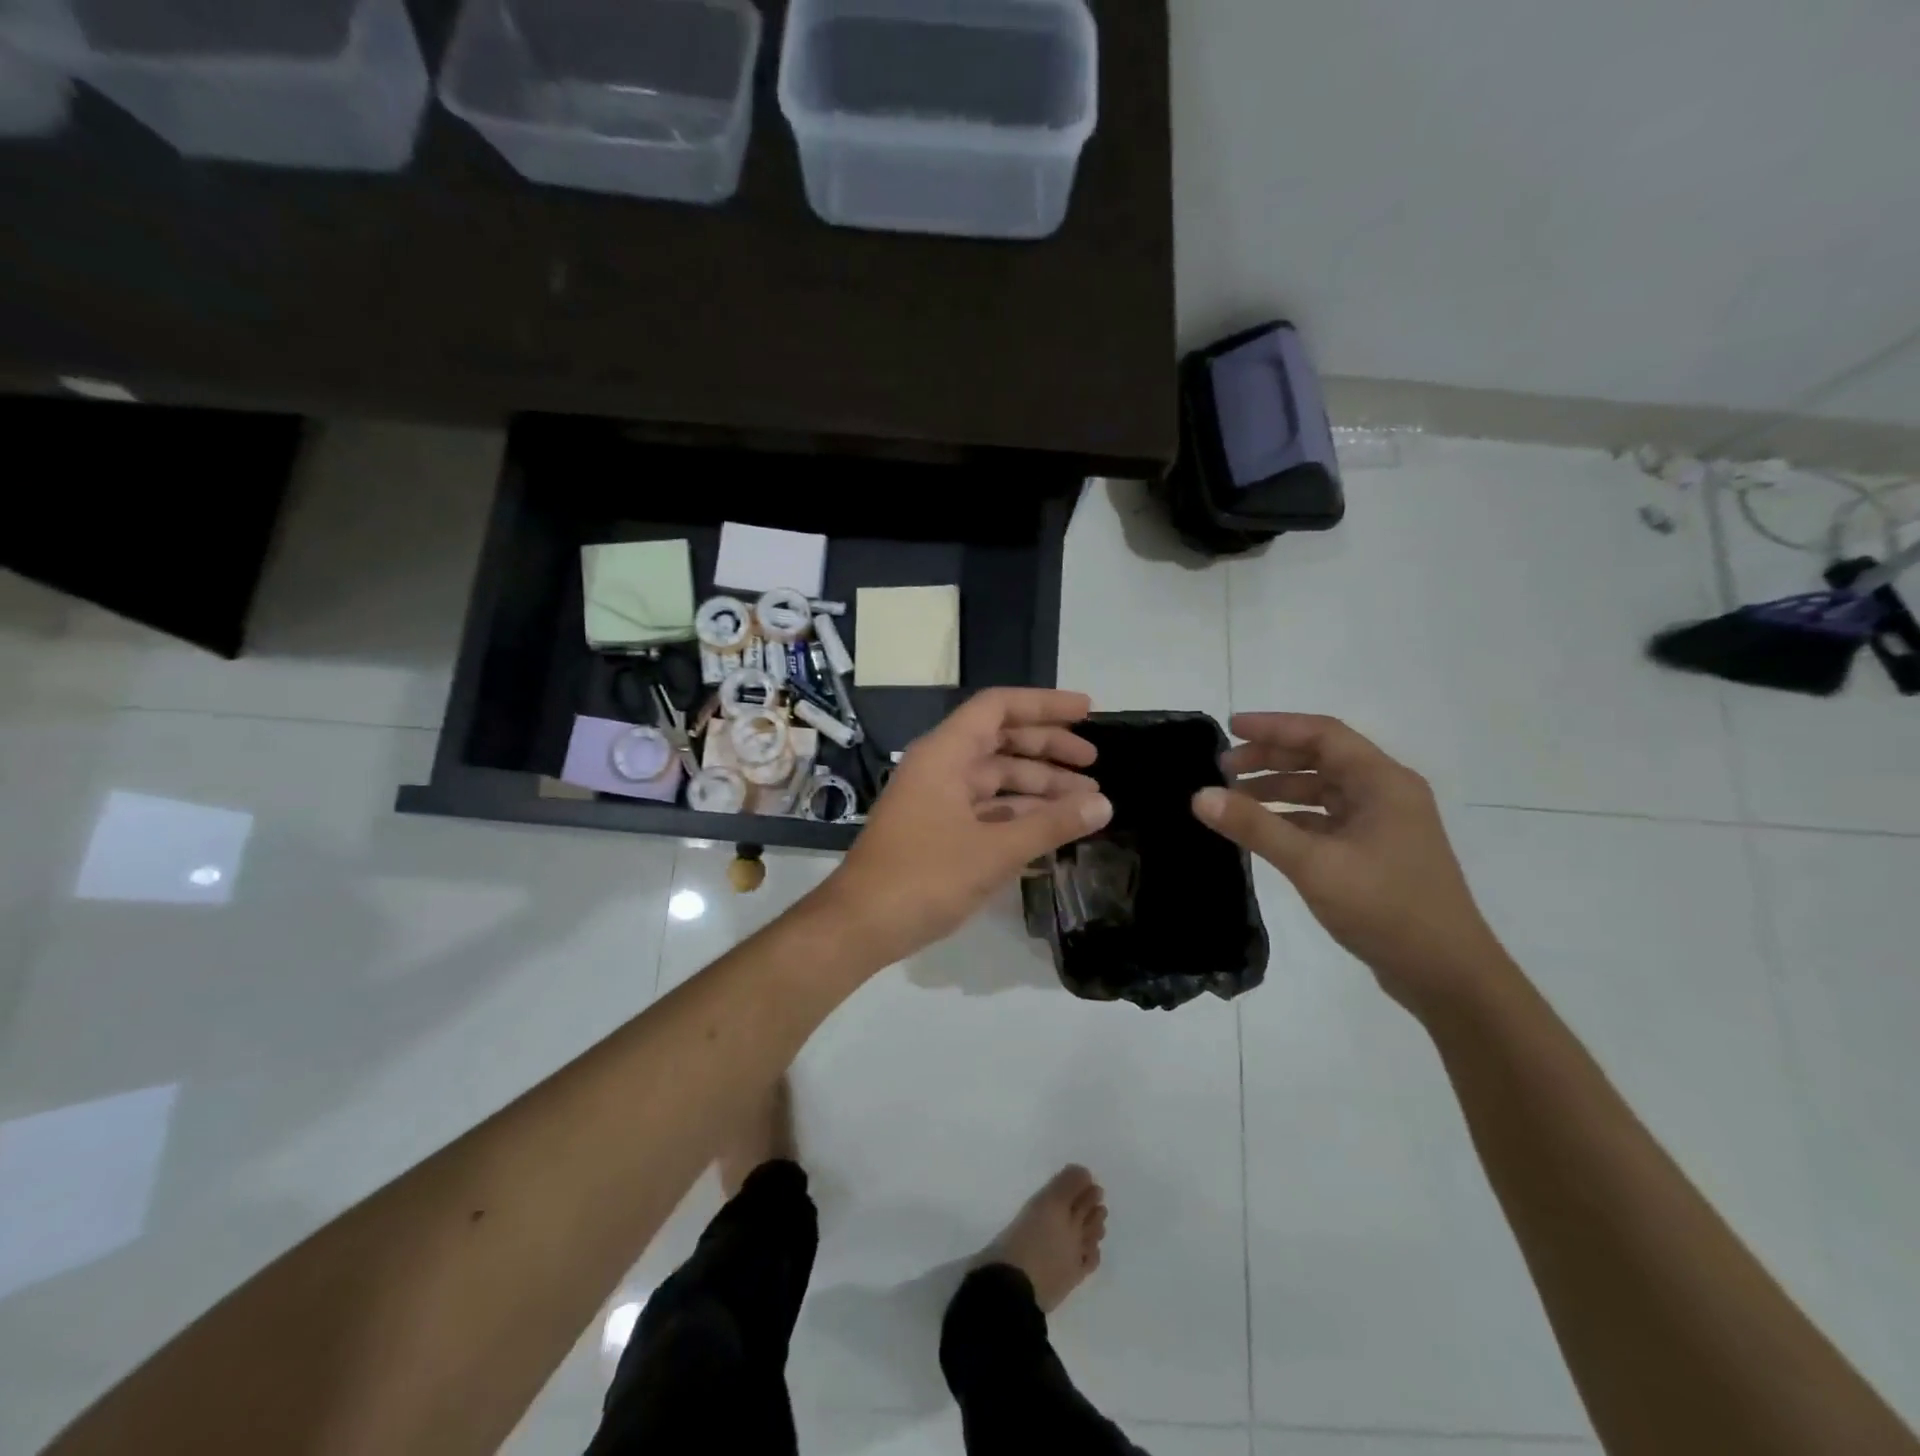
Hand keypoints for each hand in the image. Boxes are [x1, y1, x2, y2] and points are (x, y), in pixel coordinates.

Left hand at [820, 689, 1113, 964]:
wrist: (861, 925)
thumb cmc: (925, 877)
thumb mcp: (995, 850)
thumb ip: (1051, 824)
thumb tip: (1103, 804)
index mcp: (945, 754)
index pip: (998, 708)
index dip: (1044, 705)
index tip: (1087, 712)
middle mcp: (940, 767)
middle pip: (1001, 742)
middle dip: (1049, 750)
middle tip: (1094, 765)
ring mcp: (937, 800)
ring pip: (996, 780)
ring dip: (1039, 788)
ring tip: (1086, 804)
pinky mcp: (938, 831)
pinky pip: (986, 810)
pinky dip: (1018, 816)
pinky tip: (1052, 831)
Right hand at [1191, 713, 1504, 1010]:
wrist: (1447, 975)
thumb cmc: (1386, 908)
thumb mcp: (1313, 864)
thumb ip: (1255, 826)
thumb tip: (1200, 796)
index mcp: (1383, 782)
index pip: (1322, 734)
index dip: (1274, 727)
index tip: (1229, 728)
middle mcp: (1386, 794)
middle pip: (1321, 759)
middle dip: (1271, 759)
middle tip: (1223, 768)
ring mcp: (1382, 825)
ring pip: (1322, 791)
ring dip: (1278, 789)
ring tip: (1233, 799)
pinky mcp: (1375, 852)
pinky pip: (1325, 820)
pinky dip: (1292, 818)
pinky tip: (1262, 831)